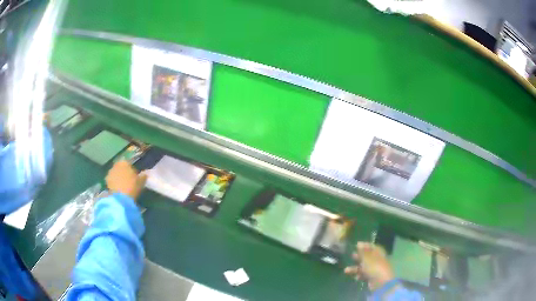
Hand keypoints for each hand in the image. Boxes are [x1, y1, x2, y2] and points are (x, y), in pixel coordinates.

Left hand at [106, 160, 147, 200]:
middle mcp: (116, 165)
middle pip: (120, 167)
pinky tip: (119, 190)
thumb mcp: (141, 182)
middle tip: (128, 181)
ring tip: (123, 186)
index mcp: (124, 162)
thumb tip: (144, 174)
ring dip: (118, 178)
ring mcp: (110, 173)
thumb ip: (143, 176)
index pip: (128, 163)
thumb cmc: (132, 187)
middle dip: (123, 172)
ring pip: (115, 174)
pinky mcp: (106, 181)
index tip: (134, 176)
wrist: (121, 198)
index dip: (131, 170)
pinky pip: (112, 180)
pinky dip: (114, 183)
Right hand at [345, 242, 393, 290]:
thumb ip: (362, 251)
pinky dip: (359, 275)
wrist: (380, 281)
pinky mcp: (372, 277)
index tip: (356, 245)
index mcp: (378, 252)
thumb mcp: (366, 257)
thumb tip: (359, 243)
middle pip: (367, 256)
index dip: (364, 245)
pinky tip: (355, 277)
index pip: (371, 246)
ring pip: (364, 267)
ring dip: (355, 268)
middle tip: (351, 255)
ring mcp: (375, 269)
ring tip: (346, 270)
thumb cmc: (374, 266)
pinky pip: (364, 274)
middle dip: (359, 256)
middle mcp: (377, 259)